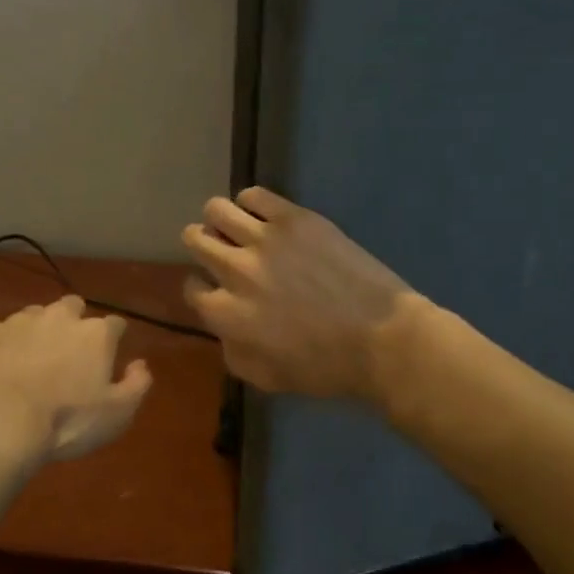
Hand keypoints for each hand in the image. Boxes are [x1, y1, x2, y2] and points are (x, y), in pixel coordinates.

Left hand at [0, 295, 152, 463]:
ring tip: (30, 358)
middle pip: (72, 306)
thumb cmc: (67, 421)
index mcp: (96, 334)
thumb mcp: (117, 414)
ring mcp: (18, 321)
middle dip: (74, 321)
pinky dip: (0, 342)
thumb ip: (136, 385)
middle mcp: (59, 317)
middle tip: (69, 350)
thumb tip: (140, 365)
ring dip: (37, 330)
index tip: (111, 351)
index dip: (115, 337)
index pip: (115, 324)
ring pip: (33, 314)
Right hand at [182, 188, 413, 400]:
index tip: (217, 289)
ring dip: (221, 220)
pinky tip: (264, 217)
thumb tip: (224, 331)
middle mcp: (234, 270)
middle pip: (195, 238)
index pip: (192, 288)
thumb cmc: (326, 368)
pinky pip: (254, 195)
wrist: (381, 338)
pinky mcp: (294, 219)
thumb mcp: (266, 378)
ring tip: (239, 229)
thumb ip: (233, 353)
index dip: (203, 287)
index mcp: (225, 313)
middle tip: (224, 253)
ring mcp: (263, 239)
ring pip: (216, 210)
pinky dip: (251, 203)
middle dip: (204, 246)